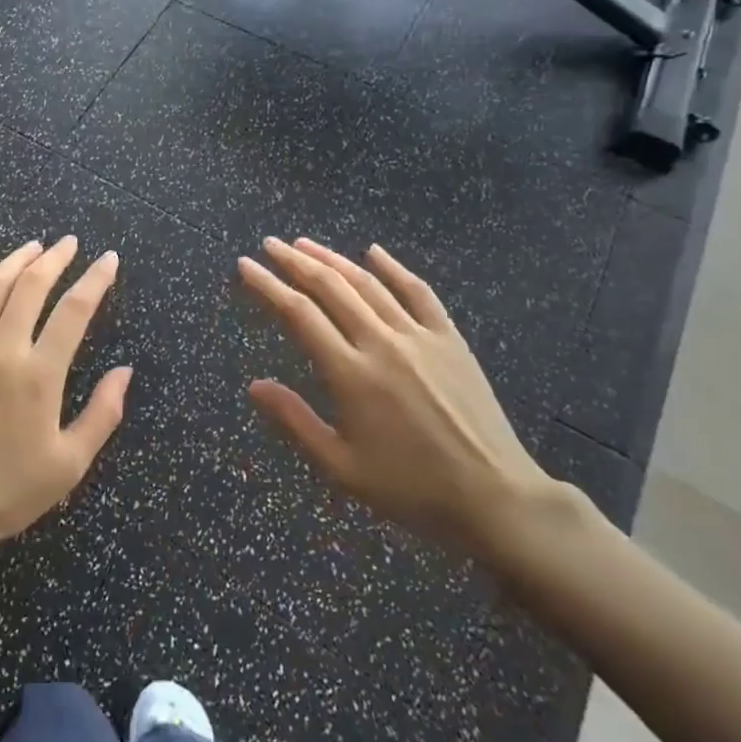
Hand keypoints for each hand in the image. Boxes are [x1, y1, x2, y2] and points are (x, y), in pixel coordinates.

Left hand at [0, 237, 129, 556]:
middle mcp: (1, 351)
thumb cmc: (8, 492)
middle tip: (69, 243)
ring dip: (14, 262)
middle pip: (30, 287)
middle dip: (54, 259)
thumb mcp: (69, 464)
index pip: (74, 311)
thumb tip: (125, 370)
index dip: (95, 280)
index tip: (108, 259)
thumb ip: (102, 414)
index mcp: (39, 375)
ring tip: (32, 247)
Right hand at [238, 236, 558, 556]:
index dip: (268, 285)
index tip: (245, 265)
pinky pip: (418, 292)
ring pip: (368, 283)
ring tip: (304, 244)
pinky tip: (374, 251)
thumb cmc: (411, 489)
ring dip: (332, 258)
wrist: (495, 498)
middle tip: (269, 244)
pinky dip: (393, 268)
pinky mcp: (450, 339)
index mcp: (351, 374)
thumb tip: (254, 385)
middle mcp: (381, 343)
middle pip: (330, 287)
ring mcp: (419, 336)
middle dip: (294, 261)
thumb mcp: (341, 467)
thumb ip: (295, 420)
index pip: (298, 313)